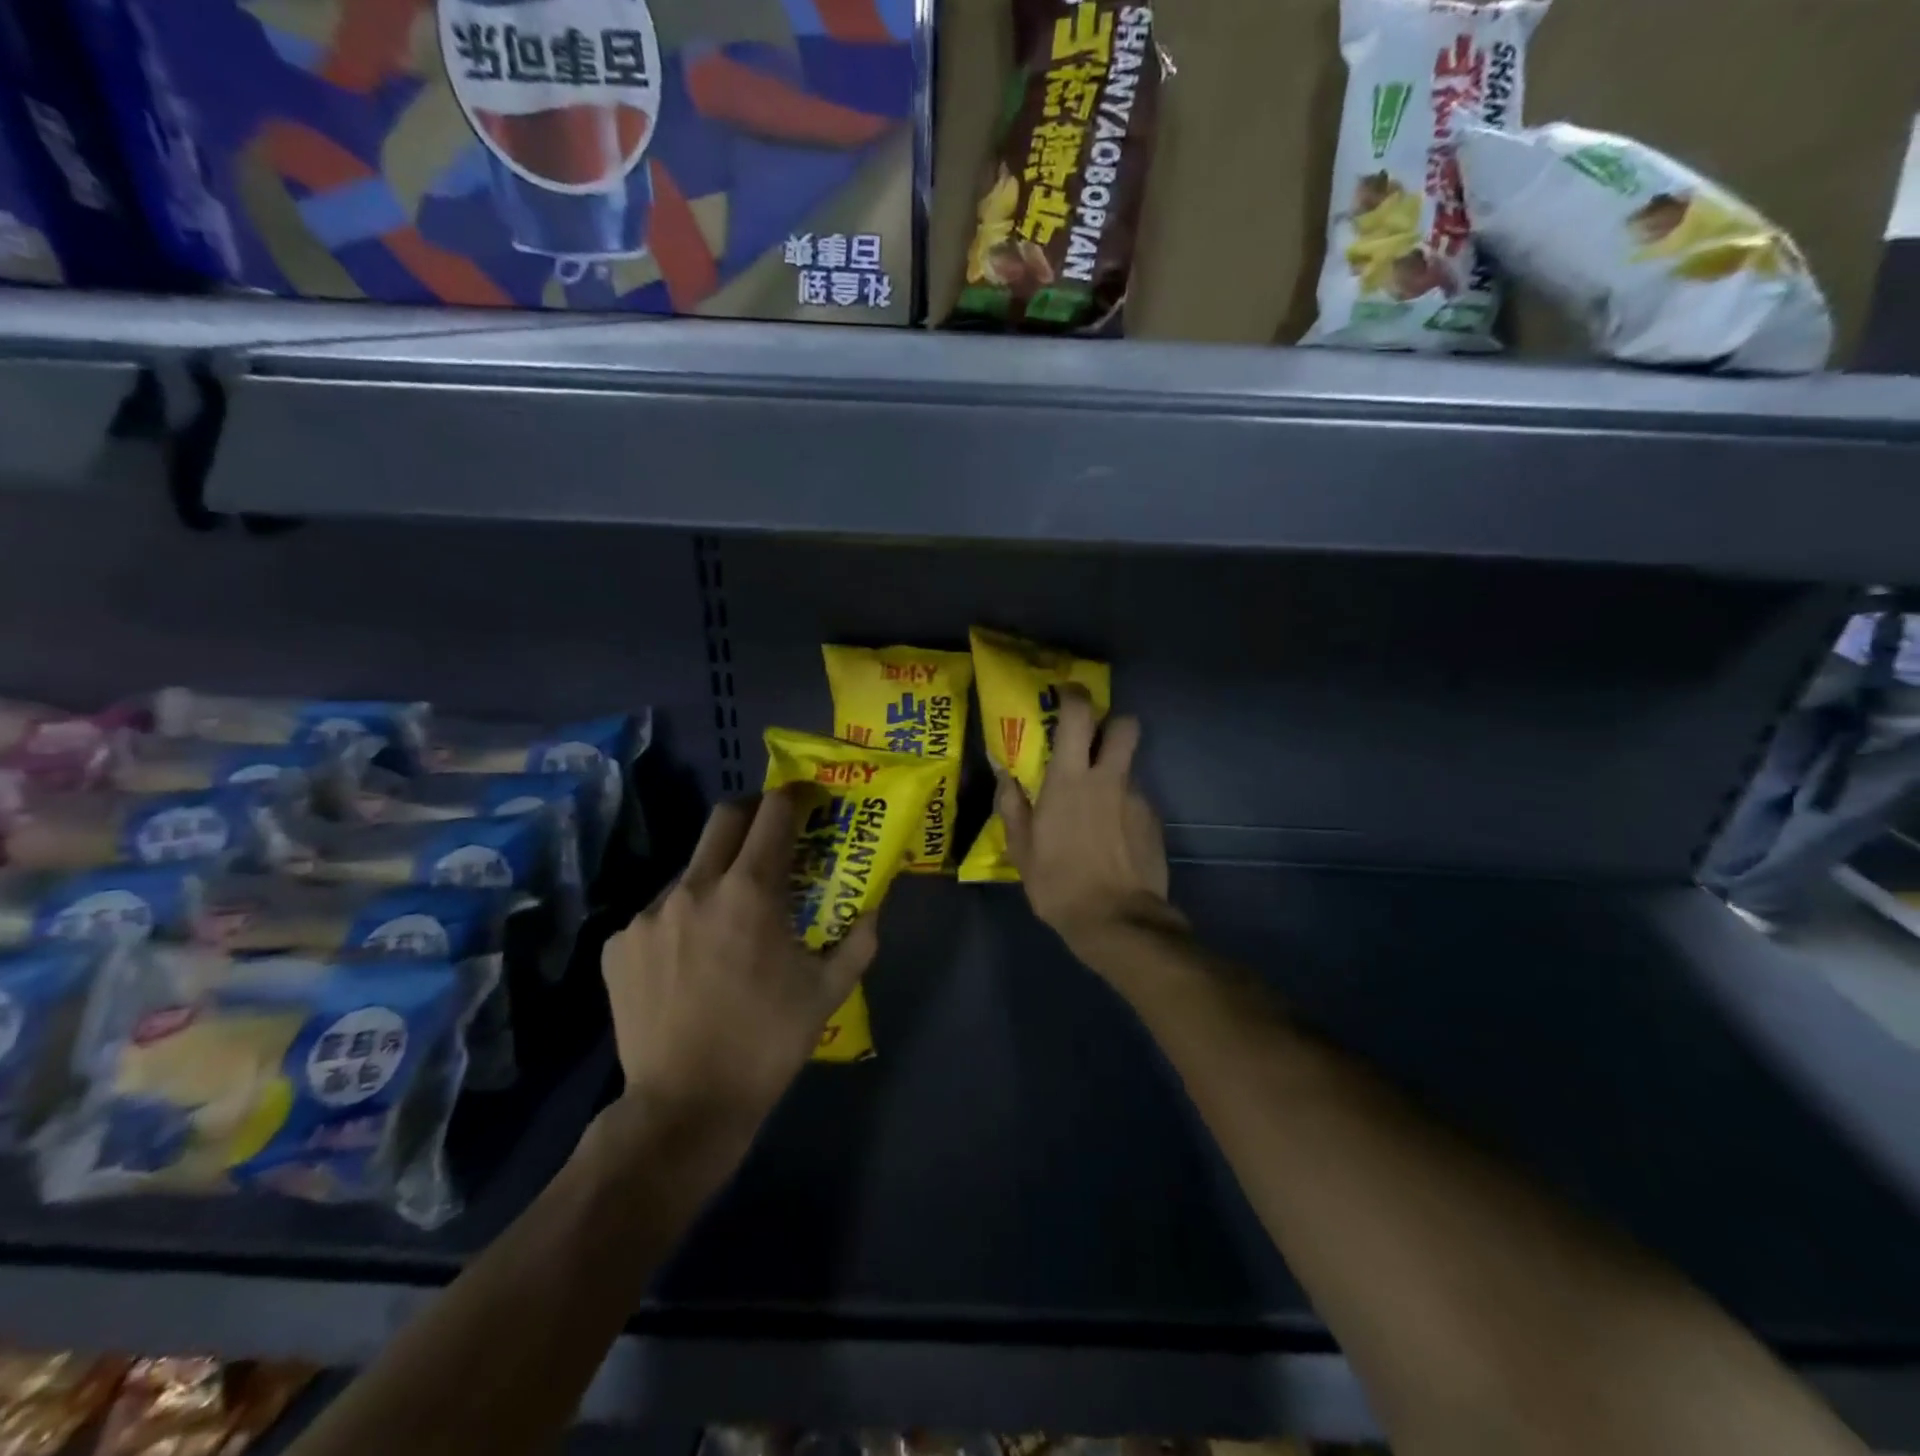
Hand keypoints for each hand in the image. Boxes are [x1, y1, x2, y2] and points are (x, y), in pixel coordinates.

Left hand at [599, 789, 877, 1138]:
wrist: (684, 1106)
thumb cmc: (767, 1043)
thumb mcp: (827, 991)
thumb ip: (859, 940)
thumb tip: (874, 907)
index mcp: (750, 892)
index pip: (773, 814)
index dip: (793, 797)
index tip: (805, 799)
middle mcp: (695, 888)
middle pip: (724, 817)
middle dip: (753, 813)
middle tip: (770, 836)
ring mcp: (650, 914)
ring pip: (691, 869)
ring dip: (717, 875)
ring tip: (729, 919)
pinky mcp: (620, 943)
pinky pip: (659, 911)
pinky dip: (683, 919)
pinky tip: (691, 960)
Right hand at [997, 687, 1181, 963]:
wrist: (1117, 922)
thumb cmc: (1059, 884)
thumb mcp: (1022, 849)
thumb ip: (1013, 805)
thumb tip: (1003, 773)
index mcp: (1070, 780)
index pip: (1078, 716)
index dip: (1074, 696)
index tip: (1065, 695)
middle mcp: (1108, 778)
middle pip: (1126, 725)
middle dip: (1112, 724)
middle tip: (1092, 744)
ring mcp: (1137, 798)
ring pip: (1129, 766)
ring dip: (1114, 774)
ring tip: (1097, 809)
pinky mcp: (1154, 821)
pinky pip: (1136, 800)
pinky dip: (1124, 807)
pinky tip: (1113, 838)